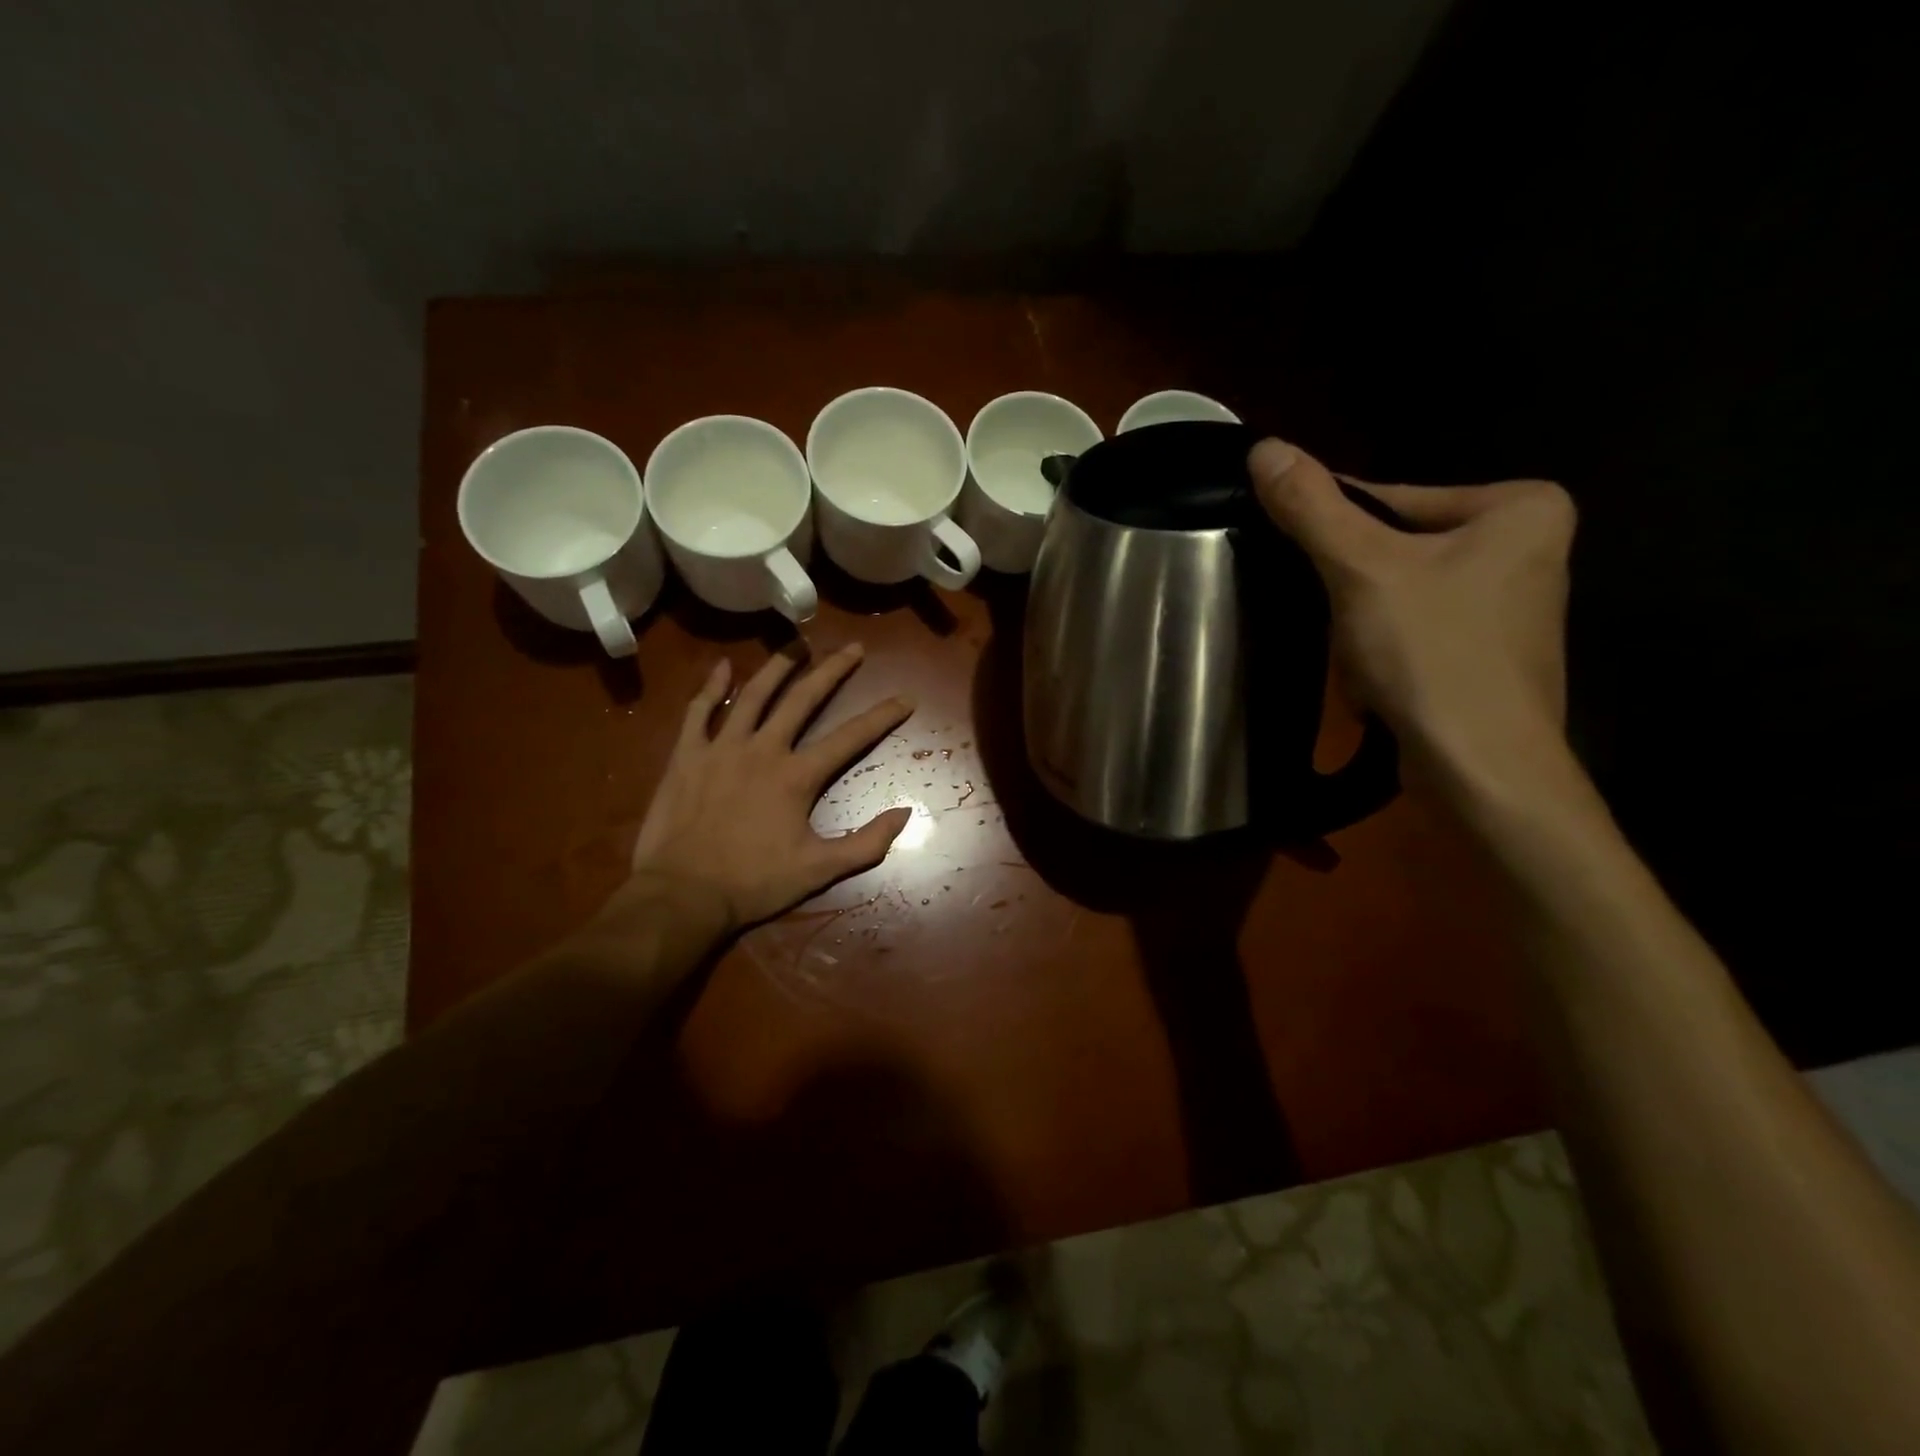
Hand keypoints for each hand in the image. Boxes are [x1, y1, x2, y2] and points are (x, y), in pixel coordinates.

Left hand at [628, 644, 915, 930]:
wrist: (683, 894)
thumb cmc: (754, 883)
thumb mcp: (820, 870)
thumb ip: (867, 843)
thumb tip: (905, 814)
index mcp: (797, 776)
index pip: (850, 737)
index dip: (882, 716)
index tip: (906, 699)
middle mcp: (764, 749)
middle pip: (803, 699)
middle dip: (833, 671)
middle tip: (853, 648)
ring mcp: (722, 747)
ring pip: (754, 694)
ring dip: (779, 666)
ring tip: (798, 643)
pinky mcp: (687, 755)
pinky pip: (700, 711)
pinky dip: (712, 686)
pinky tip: (723, 666)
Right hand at [1249, 438, 1575, 785]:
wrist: (1481, 769)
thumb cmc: (1433, 654)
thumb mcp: (1363, 570)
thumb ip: (1313, 507)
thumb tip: (1263, 445)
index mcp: (1520, 506)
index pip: (1392, 498)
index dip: (1334, 529)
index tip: (1295, 557)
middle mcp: (1528, 547)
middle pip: (1397, 546)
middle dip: (1353, 586)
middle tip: (1335, 620)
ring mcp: (1511, 606)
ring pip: (1401, 592)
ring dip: (1362, 622)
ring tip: (1359, 660)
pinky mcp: (1489, 654)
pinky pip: (1416, 629)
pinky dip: (1386, 649)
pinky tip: (1377, 681)